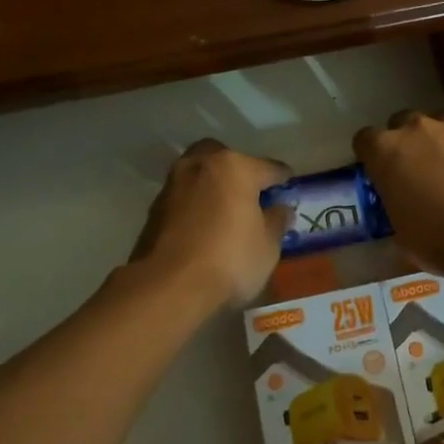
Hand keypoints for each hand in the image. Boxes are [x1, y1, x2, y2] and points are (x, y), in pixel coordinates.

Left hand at [129, 140, 293, 309]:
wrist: (167, 287)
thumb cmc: (228, 261)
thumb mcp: (268, 246)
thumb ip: (276, 221)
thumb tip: (280, 208)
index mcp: (235, 168)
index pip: (268, 167)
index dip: (282, 178)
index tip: (289, 186)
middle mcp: (201, 165)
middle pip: (225, 157)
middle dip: (238, 169)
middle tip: (249, 193)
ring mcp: (174, 184)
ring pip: (200, 173)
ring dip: (213, 185)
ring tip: (224, 209)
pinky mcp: (155, 207)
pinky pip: (184, 196)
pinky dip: (195, 203)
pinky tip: (202, 225)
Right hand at [354, 112, 443, 273]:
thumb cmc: (437, 240)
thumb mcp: (399, 230)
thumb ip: (395, 205)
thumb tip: (402, 206)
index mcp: (386, 150)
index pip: (365, 139)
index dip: (372, 155)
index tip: (380, 172)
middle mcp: (418, 128)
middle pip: (403, 122)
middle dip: (408, 142)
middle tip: (418, 170)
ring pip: (442, 125)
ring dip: (443, 142)